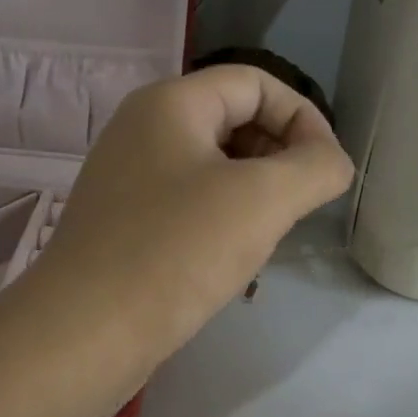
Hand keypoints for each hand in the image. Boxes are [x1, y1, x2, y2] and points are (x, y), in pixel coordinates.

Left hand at [24, 65, 352, 361]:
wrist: (86, 333)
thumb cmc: (177, 251)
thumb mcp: (264, 201)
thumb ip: (316, 167)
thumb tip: (332, 162)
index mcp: (170, 103)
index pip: (256, 83)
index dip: (303, 117)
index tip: (326, 171)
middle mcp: (142, 128)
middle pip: (233, 118)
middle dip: (279, 154)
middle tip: (298, 205)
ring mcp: (127, 176)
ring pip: (212, 164)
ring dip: (254, 189)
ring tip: (270, 232)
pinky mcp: (123, 221)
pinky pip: (187, 200)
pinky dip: (222, 215)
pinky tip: (232, 256)